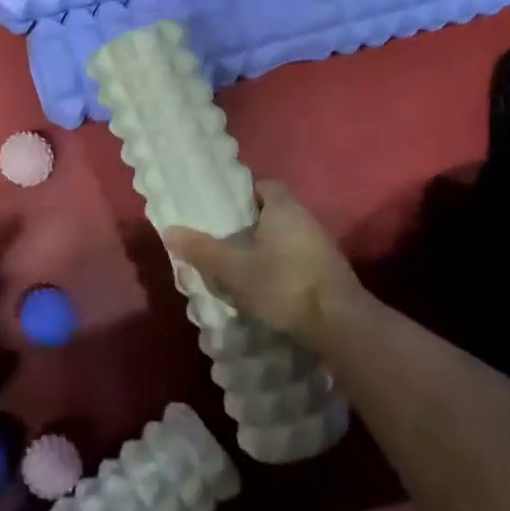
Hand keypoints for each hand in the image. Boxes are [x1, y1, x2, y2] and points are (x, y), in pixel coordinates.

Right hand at [163, 180, 365, 353]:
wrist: (341, 325)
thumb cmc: (284, 286)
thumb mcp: (235, 270)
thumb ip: (203, 250)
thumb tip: (168, 230)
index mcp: (284, 208)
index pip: (264, 185)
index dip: (242, 194)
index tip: (223, 208)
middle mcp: (306, 219)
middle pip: (274, 211)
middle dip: (250, 223)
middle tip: (224, 238)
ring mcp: (322, 246)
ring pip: (286, 236)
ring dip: (266, 246)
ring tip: (239, 264)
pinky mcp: (329, 271)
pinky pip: (298, 258)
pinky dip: (281, 265)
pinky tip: (265, 285)